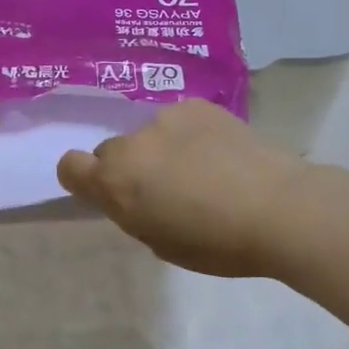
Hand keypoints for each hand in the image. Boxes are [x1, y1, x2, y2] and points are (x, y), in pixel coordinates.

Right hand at [56, 100, 308, 277]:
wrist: (278, 207)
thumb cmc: (217, 243)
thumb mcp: (161, 242)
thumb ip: (134, 212)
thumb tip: (136, 194)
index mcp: (115, 182)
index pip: (70, 166)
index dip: (82, 178)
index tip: (108, 191)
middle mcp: (131, 143)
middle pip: (113, 151)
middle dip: (131, 168)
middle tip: (168, 188)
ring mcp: (164, 118)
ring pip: (149, 134)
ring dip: (162, 149)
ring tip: (204, 169)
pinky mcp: (197, 105)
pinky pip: (179, 121)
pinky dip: (190, 134)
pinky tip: (221, 152)